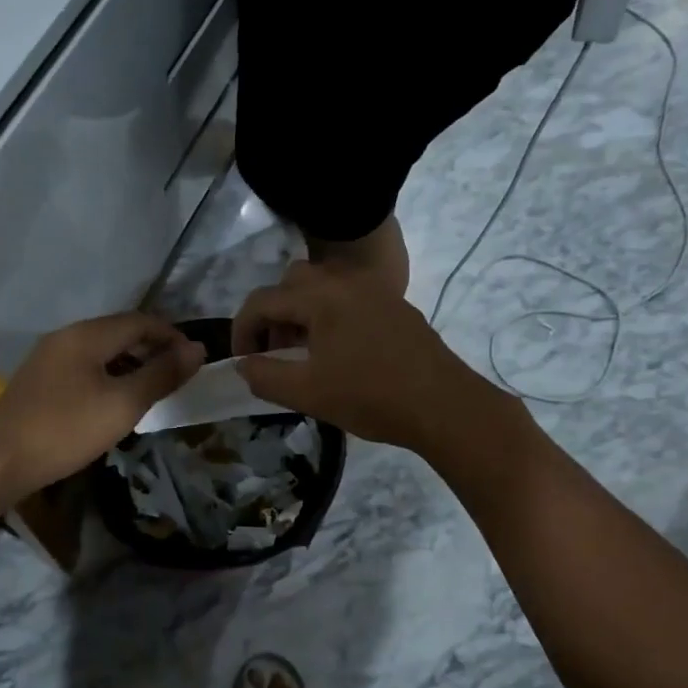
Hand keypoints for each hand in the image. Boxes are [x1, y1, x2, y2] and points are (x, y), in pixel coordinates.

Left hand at [0, 313, 205, 497]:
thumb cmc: (66, 430)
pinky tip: (115, 400)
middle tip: (177, 376)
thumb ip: (161, 375)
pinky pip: (84, 366)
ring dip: (131, 362)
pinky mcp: (40, 380)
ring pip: (101, 350)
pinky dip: (109, 374)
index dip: (172, 336)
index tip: (195, 361)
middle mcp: (66, 336)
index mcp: (87, 334)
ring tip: (152, 389)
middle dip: (152, 348)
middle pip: (119, 331)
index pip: (140, 321)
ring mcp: (49, 357)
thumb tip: (197, 350)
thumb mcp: (123, 404)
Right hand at [232, 261, 486, 449]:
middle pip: (291, 283)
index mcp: (321, 296)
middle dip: (273, 315)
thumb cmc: (371, 397)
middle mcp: (346, 281)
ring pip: (321, 287)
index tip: (242, 361)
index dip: (242, 330)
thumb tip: (243, 364)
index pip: (262, 300)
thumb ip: (264, 376)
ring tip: (303, 354)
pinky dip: (329, 315)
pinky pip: (348, 297)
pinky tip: (338, 353)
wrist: (445, 406)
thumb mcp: (307, 393)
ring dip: (301, 314)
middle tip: (273, 352)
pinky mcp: (394, 305)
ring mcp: (374, 290)